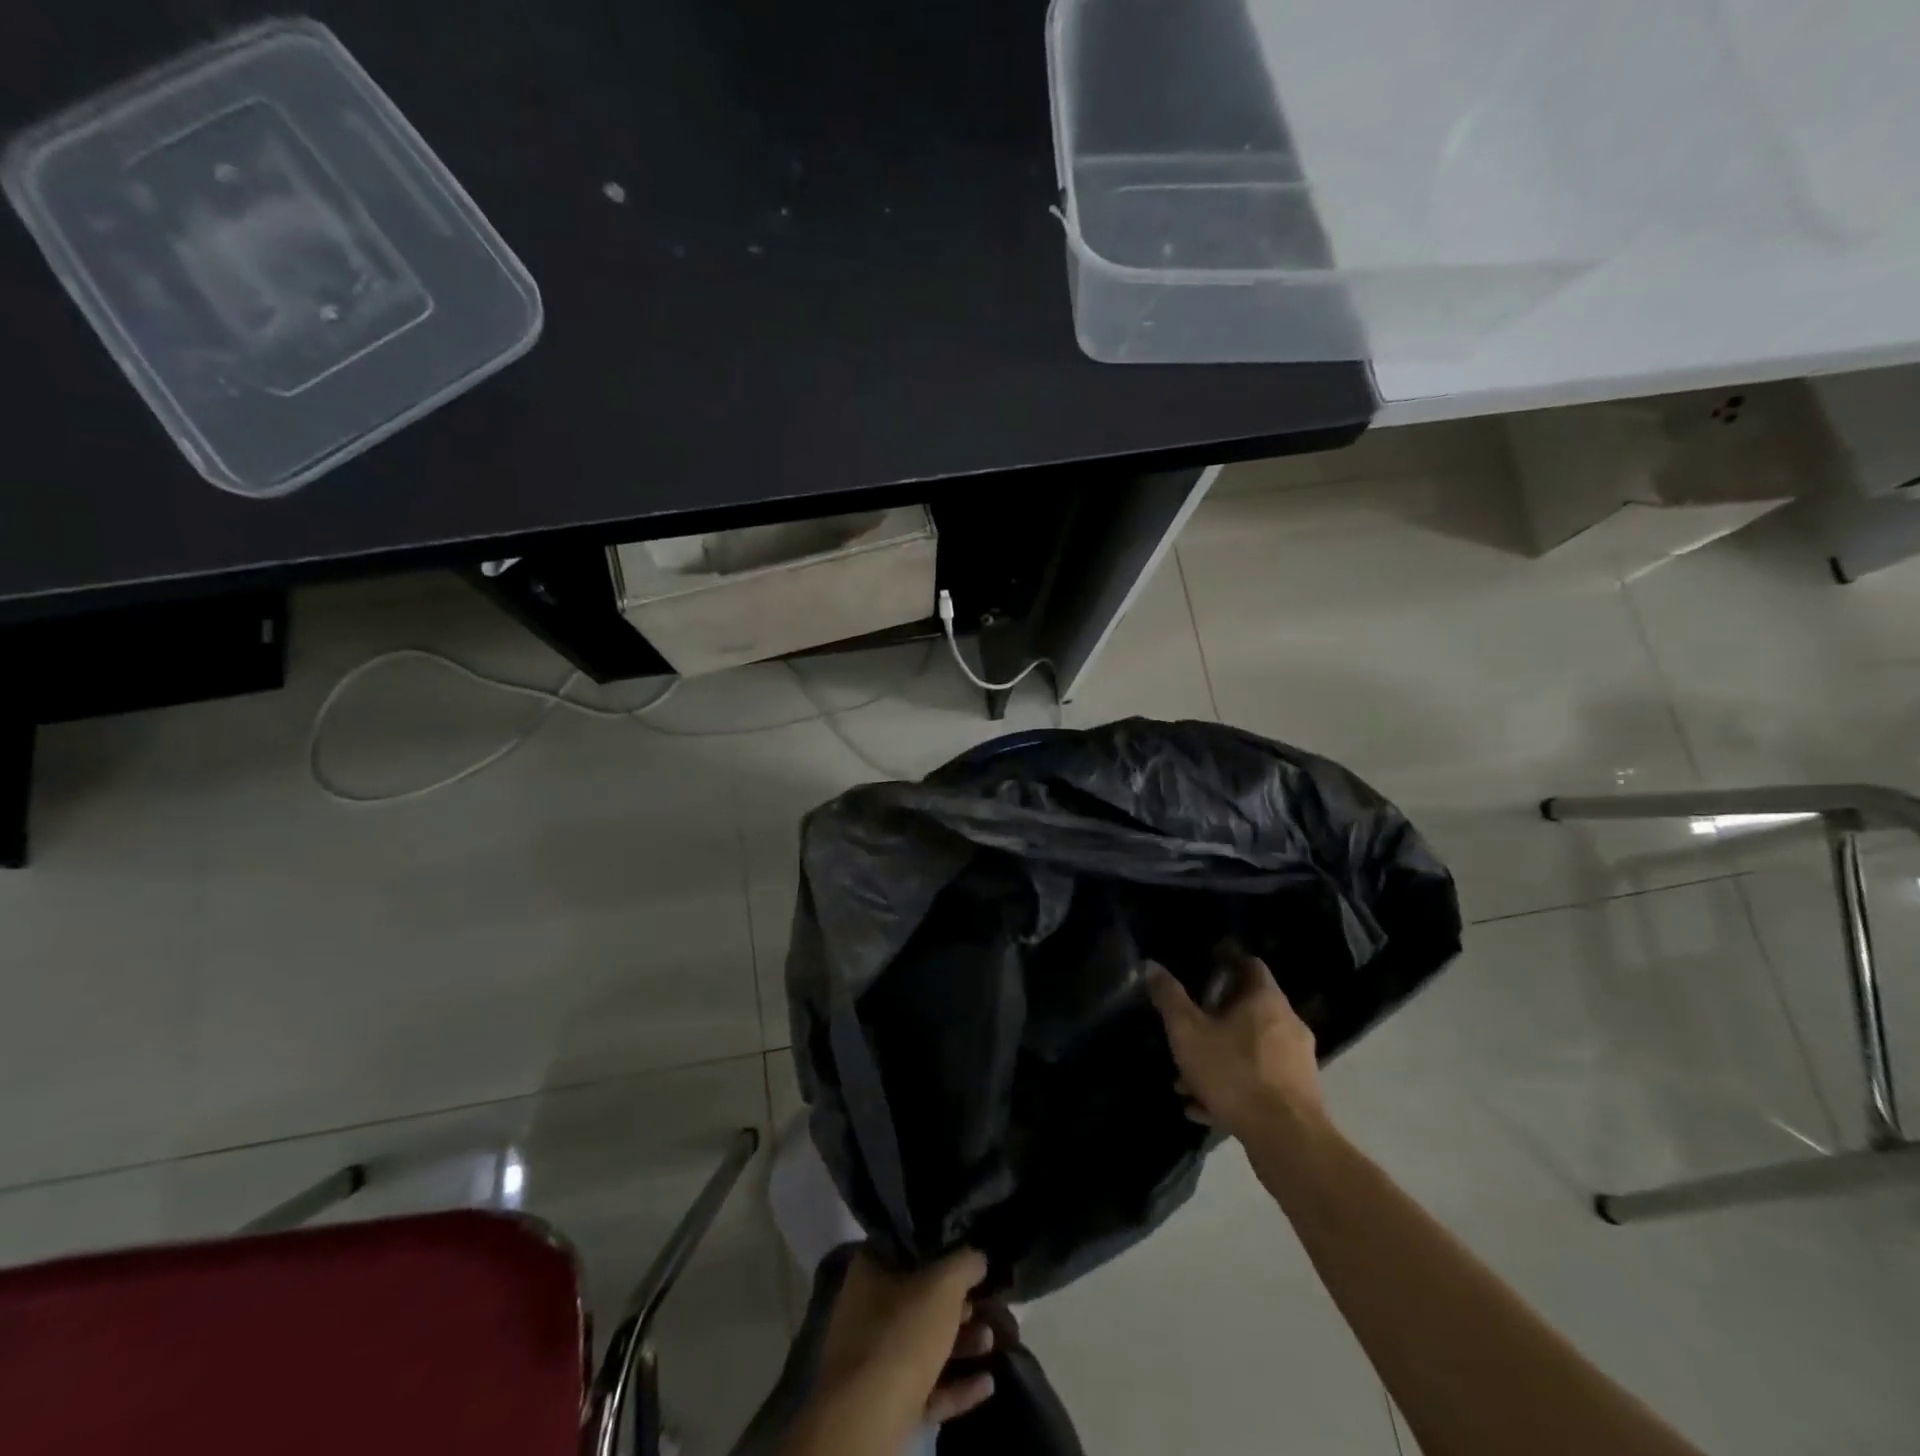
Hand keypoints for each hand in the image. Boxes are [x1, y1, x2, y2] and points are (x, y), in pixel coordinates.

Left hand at [811, 1248, 999, 1444]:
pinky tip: (987, 1384)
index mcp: (870, 1270)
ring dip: (961, 1344)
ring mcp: (874, 1359)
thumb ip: (965, 1264)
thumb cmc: (901, 1334)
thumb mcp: (942, 1285)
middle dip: (958, 1304)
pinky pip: (926, 1386)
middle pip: (920, 1298)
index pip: (908, 1248)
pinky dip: (955, 1385)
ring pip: (925, 1344)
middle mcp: (866, 1309)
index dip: (942, 1249)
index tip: (970, 1256)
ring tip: (991, 1341)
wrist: (867, 1421)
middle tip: (986, 1303)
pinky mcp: (886, 1402)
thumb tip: (978, 1257)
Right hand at [1146, 947, 1323, 1142]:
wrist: (1287, 1141)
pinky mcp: (1299, 1095)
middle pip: (1248, 1009)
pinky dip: (1233, 1087)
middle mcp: (1288, 1023)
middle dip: (1213, 1019)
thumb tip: (1151, 965)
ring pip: (1250, 1049)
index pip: (1250, 964)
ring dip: (1219, 1058)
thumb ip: (1169, 998)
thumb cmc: (1234, 1073)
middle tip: (1187, 1029)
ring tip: (1186, 1080)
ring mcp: (1297, 1061)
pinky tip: (1203, 1108)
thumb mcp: (1188, 1033)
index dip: (1225, 962)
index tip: (1202, 969)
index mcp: (1266, 999)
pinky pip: (1259, 1081)